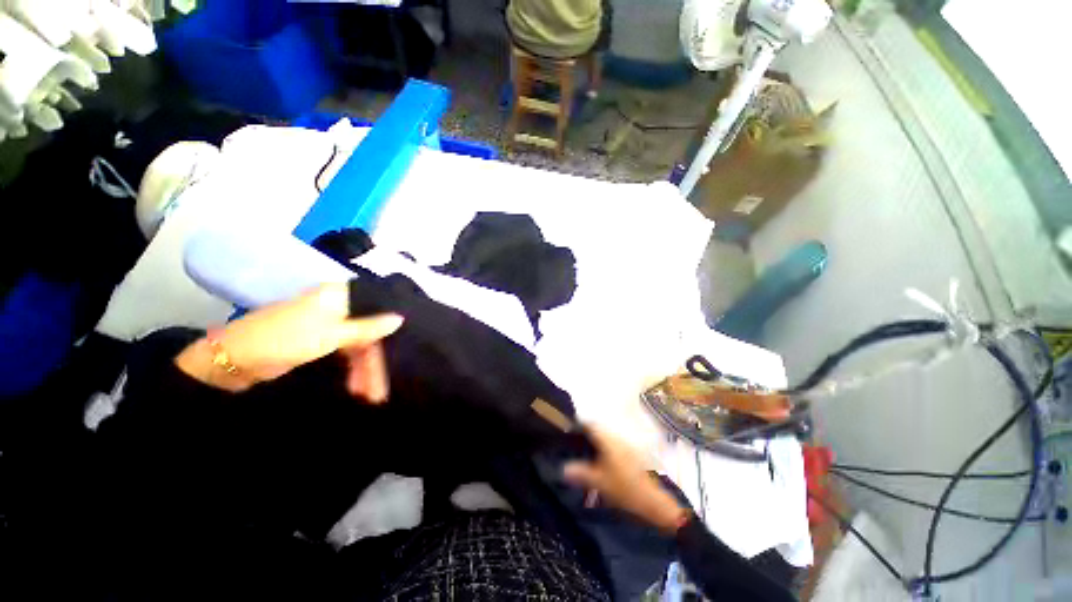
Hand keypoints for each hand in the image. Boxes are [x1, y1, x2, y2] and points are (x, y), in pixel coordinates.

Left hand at [175, 282, 402, 399]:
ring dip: (364, 370)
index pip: (378, 309)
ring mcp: (329, 325)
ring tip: (369, 396)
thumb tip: (400, 317)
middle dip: (375, 362)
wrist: (234, 361)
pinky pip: (347, 354)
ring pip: (359, 347)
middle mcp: (338, 308)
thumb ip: (368, 328)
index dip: (391, 330)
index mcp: (340, 297)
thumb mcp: (331, 335)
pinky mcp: (320, 341)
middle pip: (370, 333)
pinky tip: (357, 387)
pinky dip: (352, 370)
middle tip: (380, 389)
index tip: (404, 349)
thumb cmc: (284, 340)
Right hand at [563, 426, 687, 534]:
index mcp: (609, 440)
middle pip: (598, 430)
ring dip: (595, 443)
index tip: (567, 432)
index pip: (590, 424)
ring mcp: (627, 445)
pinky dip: (604, 450)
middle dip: (585, 435)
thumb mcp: (600, 482)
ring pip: (606, 438)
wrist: (655, 503)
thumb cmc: (626, 489)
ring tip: (585, 456)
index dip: (578, 425)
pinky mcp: (633, 455)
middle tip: (573, 446)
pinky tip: (601, 465)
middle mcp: (618, 438)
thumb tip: (563, 468)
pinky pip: (614, 446)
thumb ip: (580, 473)